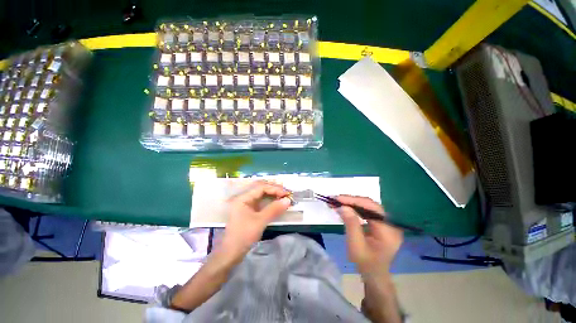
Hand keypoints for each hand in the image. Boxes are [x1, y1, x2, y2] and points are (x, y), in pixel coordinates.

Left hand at [222, 181, 291, 258]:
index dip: (275, 189)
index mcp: (243, 198)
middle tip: (286, 193)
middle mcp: (244, 198)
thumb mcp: (260, 221)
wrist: (232, 253)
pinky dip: (270, 201)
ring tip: (284, 195)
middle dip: (274, 189)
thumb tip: (288, 200)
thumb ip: (274, 209)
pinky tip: (277, 202)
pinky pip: (261, 202)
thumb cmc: (244, 235)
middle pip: (261, 189)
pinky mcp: (250, 211)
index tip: (286, 194)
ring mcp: (247, 205)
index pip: (261, 188)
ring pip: (262, 195)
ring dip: (273, 194)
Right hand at [336, 195, 402, 275]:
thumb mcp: (356, 245)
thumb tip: (343, 206)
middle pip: (370, 205)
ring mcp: (387, 222)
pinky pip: (368, 211)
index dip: (354, 201)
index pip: (372, 208)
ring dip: (352, 203)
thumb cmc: (365, 263)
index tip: (338, 198)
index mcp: (388, 230)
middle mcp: (391, 223)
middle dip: (351, 200)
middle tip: (335, 199)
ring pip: (368, 206)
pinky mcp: (381, 222)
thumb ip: (351, 224)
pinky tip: (346, 207)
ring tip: (337, 202)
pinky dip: (355, 207)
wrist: (374, 274)